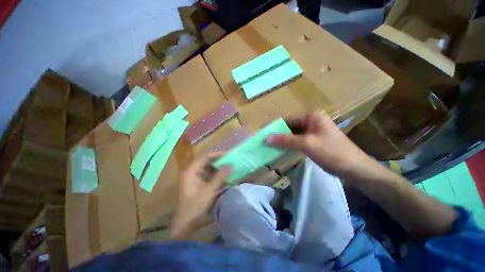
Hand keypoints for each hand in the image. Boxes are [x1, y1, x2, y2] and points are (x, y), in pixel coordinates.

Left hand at [170, 152, 230, 239]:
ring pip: (209, 168)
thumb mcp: (210, 190)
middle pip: (207, 161)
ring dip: (219, 167)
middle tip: (231, 160)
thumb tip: (231, 165)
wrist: (186, 223)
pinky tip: (225, 175)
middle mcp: (193, 171)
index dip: (217, 154)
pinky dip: (217, 174)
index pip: (205, 157)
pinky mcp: (199, 183)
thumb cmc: (196, 205)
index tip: (228, 154)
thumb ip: (221, 176)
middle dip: (219, 160)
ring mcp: (195, 177)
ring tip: (230, 166)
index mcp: (192, 171)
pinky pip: (209, 174)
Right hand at [267, 111, 371, 178]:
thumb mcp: (307, 144)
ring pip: (293, 135)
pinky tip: (280, 149)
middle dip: (278, 134)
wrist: (354, 168)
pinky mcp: (313, 141)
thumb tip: (267, 138)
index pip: (288, 120)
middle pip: (290, 127)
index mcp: (312, 116)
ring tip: (269, 145)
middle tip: (264, 140)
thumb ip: (285, 140)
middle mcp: (312, 121)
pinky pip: (297, 141)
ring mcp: (313, 132)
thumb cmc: (332, 152)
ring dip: (282, 140)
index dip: (275, 126)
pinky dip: (289, 145)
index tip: (263, 131)